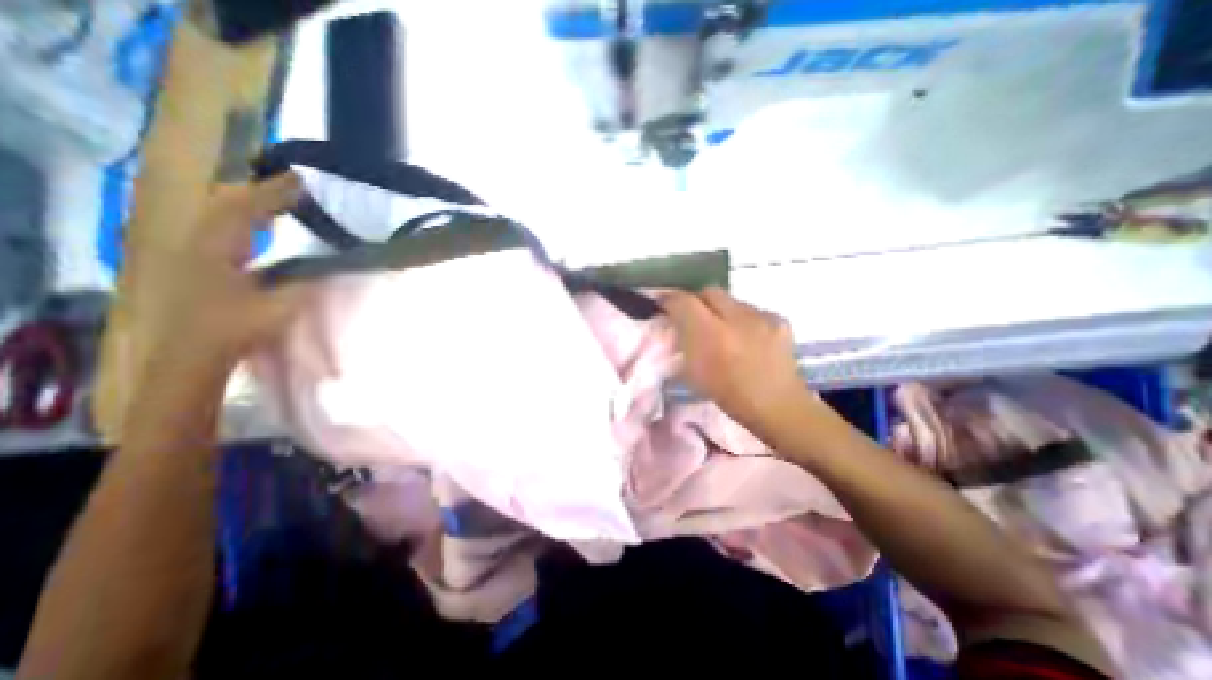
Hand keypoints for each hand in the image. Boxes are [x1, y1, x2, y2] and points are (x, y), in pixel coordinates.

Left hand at [138, 173, 312, 377]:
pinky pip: (223, 229)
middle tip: (293, 187)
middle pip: (224, 202)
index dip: (273, 192)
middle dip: (259, 191)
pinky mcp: (200, 262)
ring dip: (251, 203)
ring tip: (280, 201)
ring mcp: (196, 251)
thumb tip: (329, 264)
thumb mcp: (280, 306)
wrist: (193, 353)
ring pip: (220, 213)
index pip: (243, 208)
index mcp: (217, 248)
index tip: (301, 180)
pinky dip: (245, 219)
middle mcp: (200, 241)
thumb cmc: (235, 328)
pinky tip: (261, 226)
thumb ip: (304, 281)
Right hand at [660, 286, 806, 435]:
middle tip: (692, 316)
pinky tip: (746, 337)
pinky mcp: (779, 320)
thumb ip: (683, 342)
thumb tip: (675, 322)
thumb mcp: (694, 373)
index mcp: (711, 337)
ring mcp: (762, 317)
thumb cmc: (730, 396)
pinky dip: (742, 319)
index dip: (669, 299)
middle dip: (695, 300)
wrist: (779, 408)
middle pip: (708, 291)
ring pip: (731, 300)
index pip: (684, 301)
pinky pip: (750, 310)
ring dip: (720, 310)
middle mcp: (737, 319)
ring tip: (722, 331)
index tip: (663, 305)